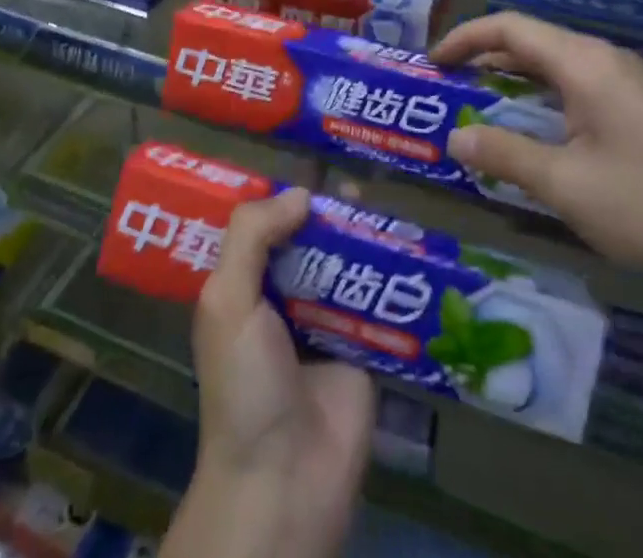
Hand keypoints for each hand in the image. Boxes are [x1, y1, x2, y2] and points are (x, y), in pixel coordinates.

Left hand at [170, 188, 373, 557]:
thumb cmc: (245, 384)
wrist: (285, 480)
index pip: (264, 227)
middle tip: (360, 176)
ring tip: (390, 202)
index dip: (284, 196)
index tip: (312, 162)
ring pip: (347, 266)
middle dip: (331, 212)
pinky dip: (392, 278)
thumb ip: (252, 237)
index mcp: (244, 286)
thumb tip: (301, 194)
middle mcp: (284, 298)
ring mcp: (326, 324)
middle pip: (310, 241)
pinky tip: (414, 248)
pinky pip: (378, 304)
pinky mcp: (364, 351)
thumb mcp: (228, 301)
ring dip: (365, 238)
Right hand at [435, 13, 642, 291]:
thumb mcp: (567, 185)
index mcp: (584, 63)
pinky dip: (540, 91)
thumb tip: (456, 138)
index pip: (510, 28)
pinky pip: (575, 81)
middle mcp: (604, 59)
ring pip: (554, 61)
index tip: (434, 62)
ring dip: (512, 74)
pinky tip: (533, 123)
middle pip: (531, 39)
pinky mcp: (639, 105)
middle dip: (484, 55)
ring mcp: (626, 80)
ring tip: (478, 99)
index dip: (466, 37)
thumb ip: (506, 156)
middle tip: (448, 83)